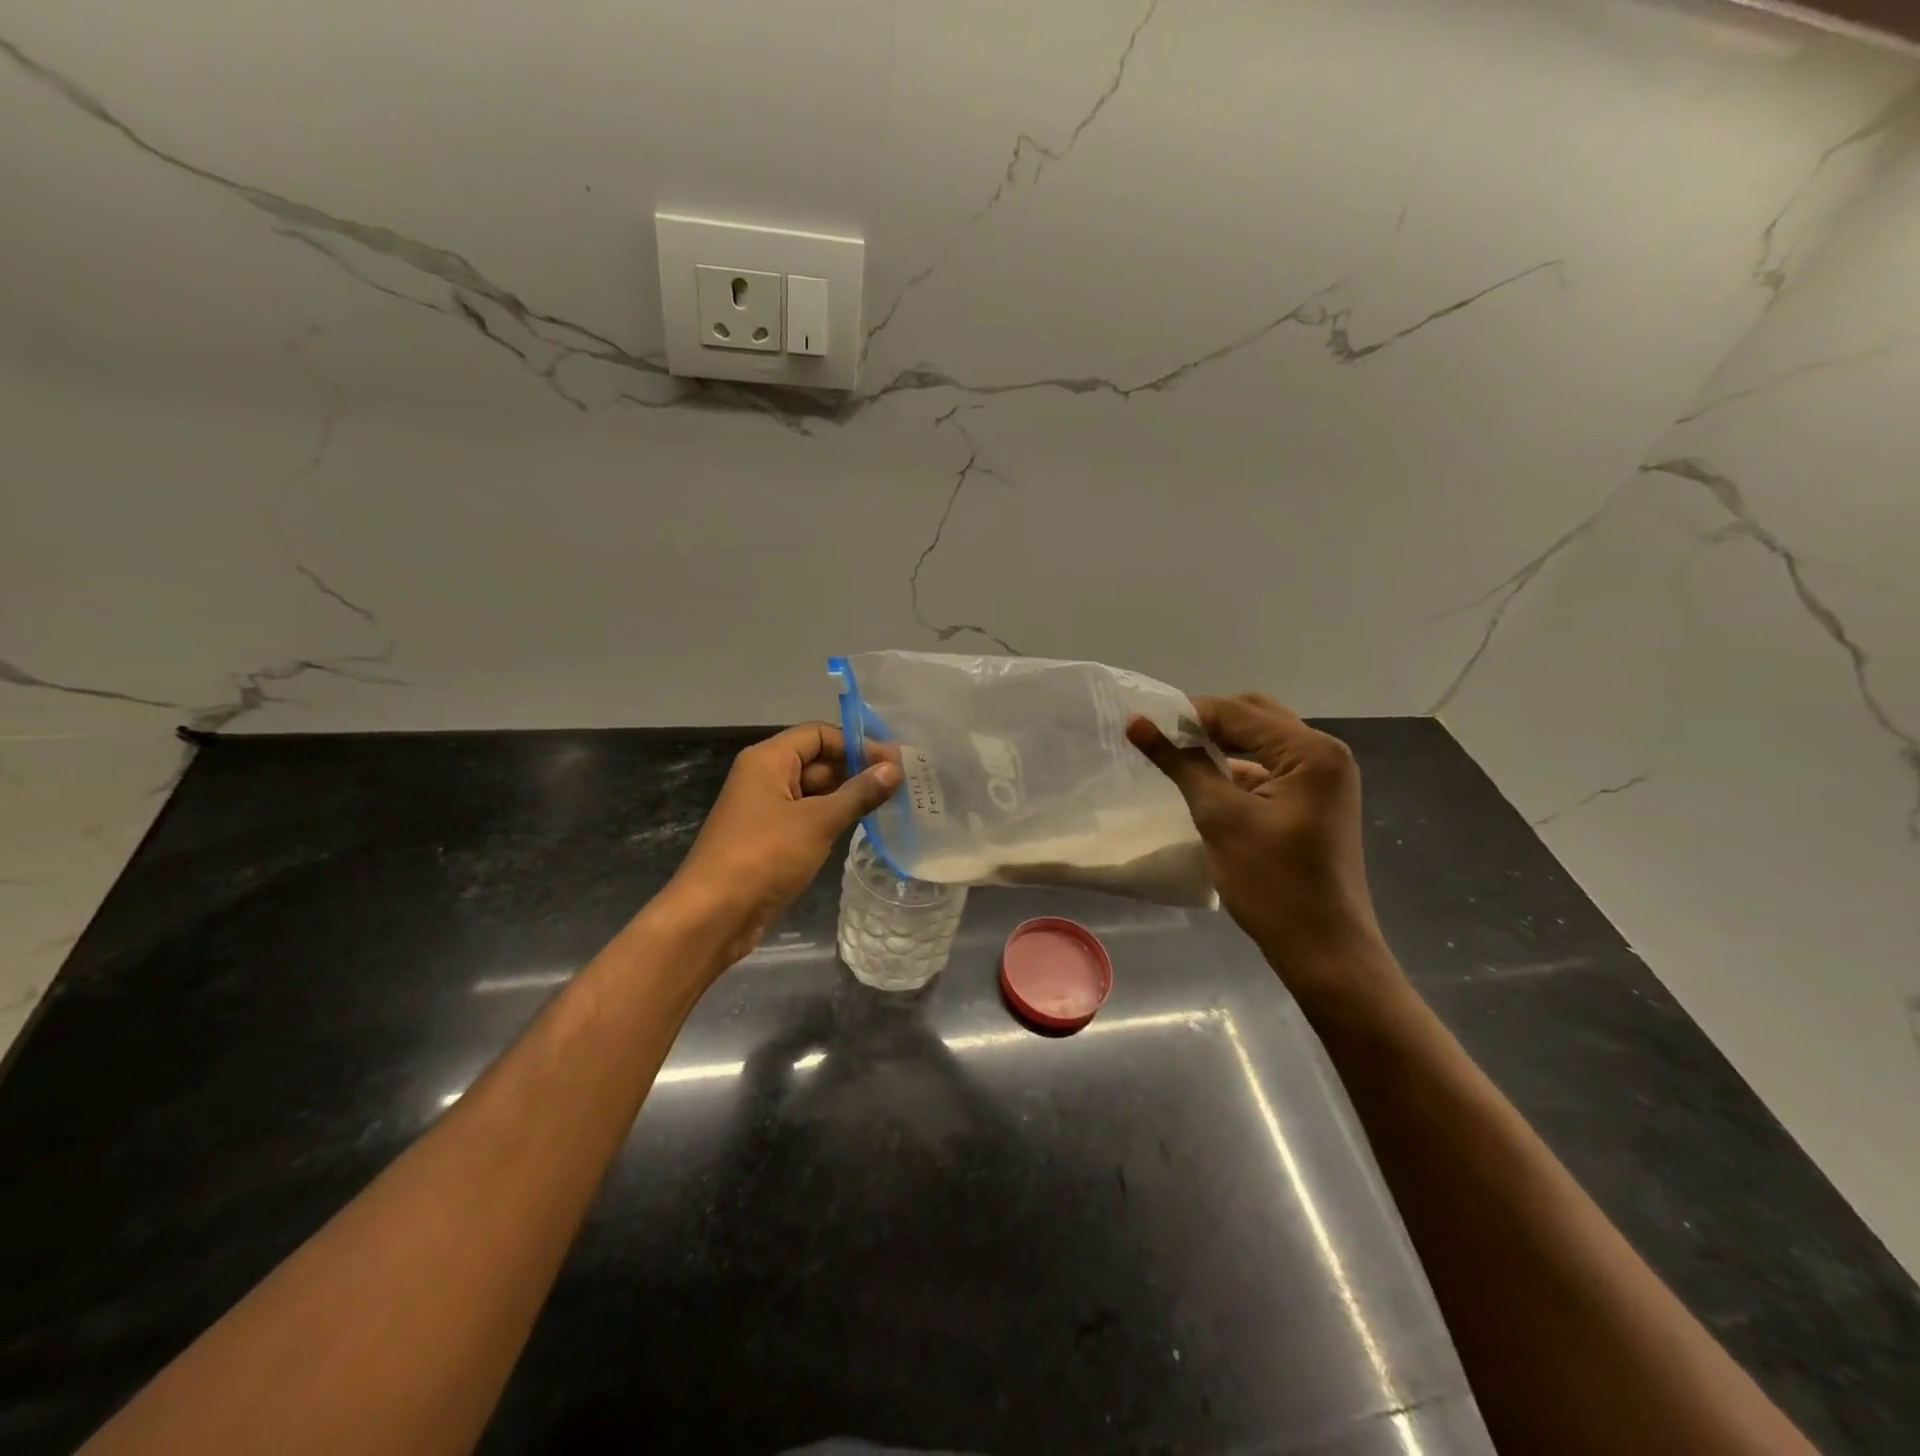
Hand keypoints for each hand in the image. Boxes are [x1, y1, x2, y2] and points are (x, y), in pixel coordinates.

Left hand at [668, 723, 900, 962]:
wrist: (713, 915)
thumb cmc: (764, 856)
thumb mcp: (818, 821)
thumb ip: (858, 793)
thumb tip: (895, 769)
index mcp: (768, 760)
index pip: (818, 734)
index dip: (856, 744)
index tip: (893, 762)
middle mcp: (764, 777)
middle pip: (817, 760)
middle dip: (855, 770)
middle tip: (900, 784)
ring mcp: (765, 810)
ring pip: (813, 792)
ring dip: (847, 796)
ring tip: (891, 804)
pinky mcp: (769, 839)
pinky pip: (806, 817)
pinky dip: (832, 818)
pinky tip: (862, 827)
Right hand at [1128, 694, 1400, 1010]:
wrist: (1323, 949)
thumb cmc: (1272, 883)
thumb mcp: (1220, 817)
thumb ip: (1180, 763)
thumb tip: (1136, 722)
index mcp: (1311, 751)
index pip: (1238, 712)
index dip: (1188, 714)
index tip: (1142, 724)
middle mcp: (1324, 754)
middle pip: (1255, 718)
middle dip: (1207, 723)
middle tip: (1162, 738)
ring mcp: (1323, 779)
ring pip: (1262, 742)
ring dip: (1222, 745)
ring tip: (1176, 756)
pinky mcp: (1314, 801)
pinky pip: (1271, 769)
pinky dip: (1237, 769)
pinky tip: (1206, 782)